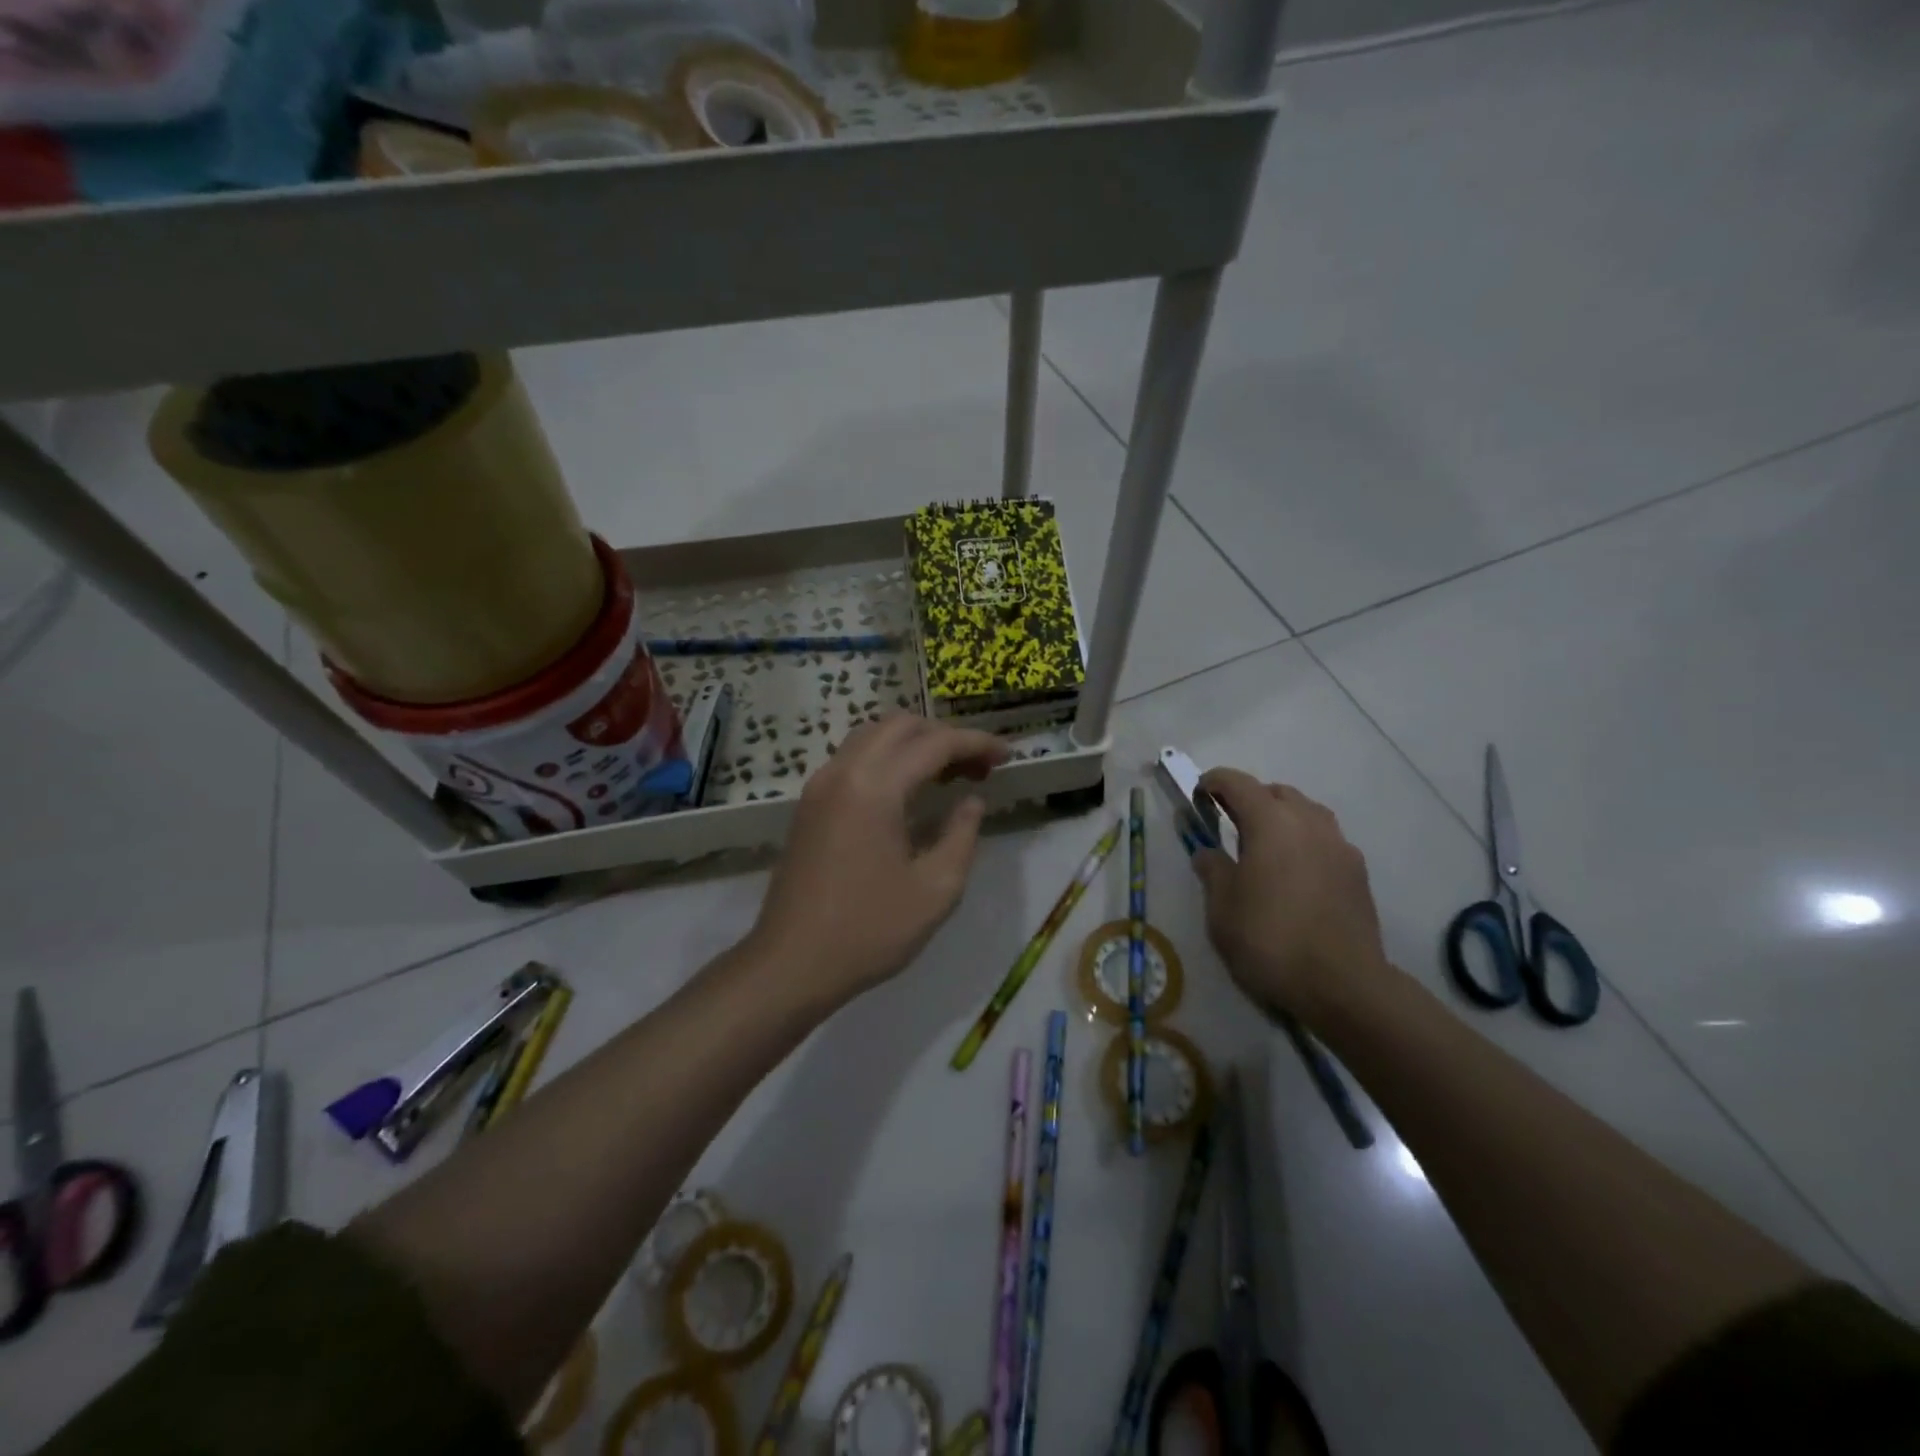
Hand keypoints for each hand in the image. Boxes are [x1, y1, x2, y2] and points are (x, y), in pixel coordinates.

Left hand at [748, 714, 1009, 1007]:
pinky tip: (909, 791)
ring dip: (914, 744)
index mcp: (875, 788)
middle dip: (945, 736)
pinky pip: (854, 759)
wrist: (791, 963)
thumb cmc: (869, 931)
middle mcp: (843, 772)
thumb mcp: (936, 889)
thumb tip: (972, 801)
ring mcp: (820, 786)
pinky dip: (888, 758)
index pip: (934, 743)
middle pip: (900, 725)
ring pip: (873, 736)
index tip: (1007, 755)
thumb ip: (962, 834)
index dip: (976, 743)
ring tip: (948, 775)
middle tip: (978, 767)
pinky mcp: (810, 804)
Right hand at [1193, 768, 1392, 1023]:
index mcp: (1271, 822)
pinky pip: (1325, 840)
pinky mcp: (1357, 872)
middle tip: (1229, 824)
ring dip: (1282, 818)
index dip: (1214, 782)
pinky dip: (1304, 842)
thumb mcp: (1222, 907)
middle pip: (1276, 792)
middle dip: (1250, 799)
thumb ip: (1212, 869)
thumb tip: (1208, 851)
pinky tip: (1294, 874)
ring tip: (1264, 847)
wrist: (1343, 984)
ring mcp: (1339, 846)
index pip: (1238, 783)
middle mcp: (1308, 822)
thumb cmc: (1269, 939)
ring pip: (1306, 813)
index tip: (1198, 794)